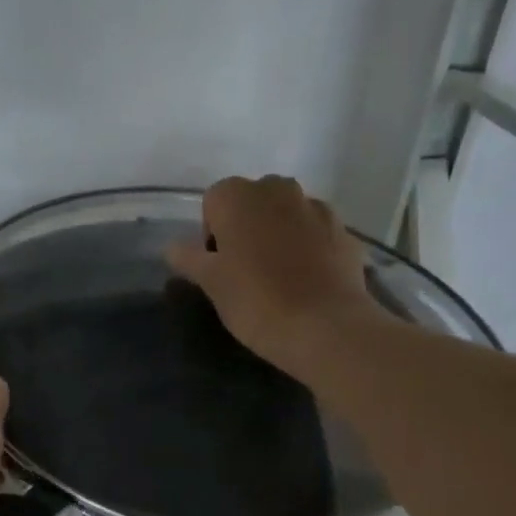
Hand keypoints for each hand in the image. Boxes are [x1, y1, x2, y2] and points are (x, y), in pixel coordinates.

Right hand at [166, 175, 383, 377]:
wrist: (324, 326)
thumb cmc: (255, 301)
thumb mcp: (211, 284)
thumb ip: (189, 259)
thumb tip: (172, 248)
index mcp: (238, 196)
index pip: (213, 201)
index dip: (210, 232)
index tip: (216, 266)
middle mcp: (278, 189)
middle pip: (252, 201)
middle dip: (245, 226)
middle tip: (243, 269)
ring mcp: (315, 207)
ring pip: (285, 213)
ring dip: (277, 233)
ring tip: (277, 276)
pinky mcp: (343, 230)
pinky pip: (314, 231)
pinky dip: (307, 246)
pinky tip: (305, 280)